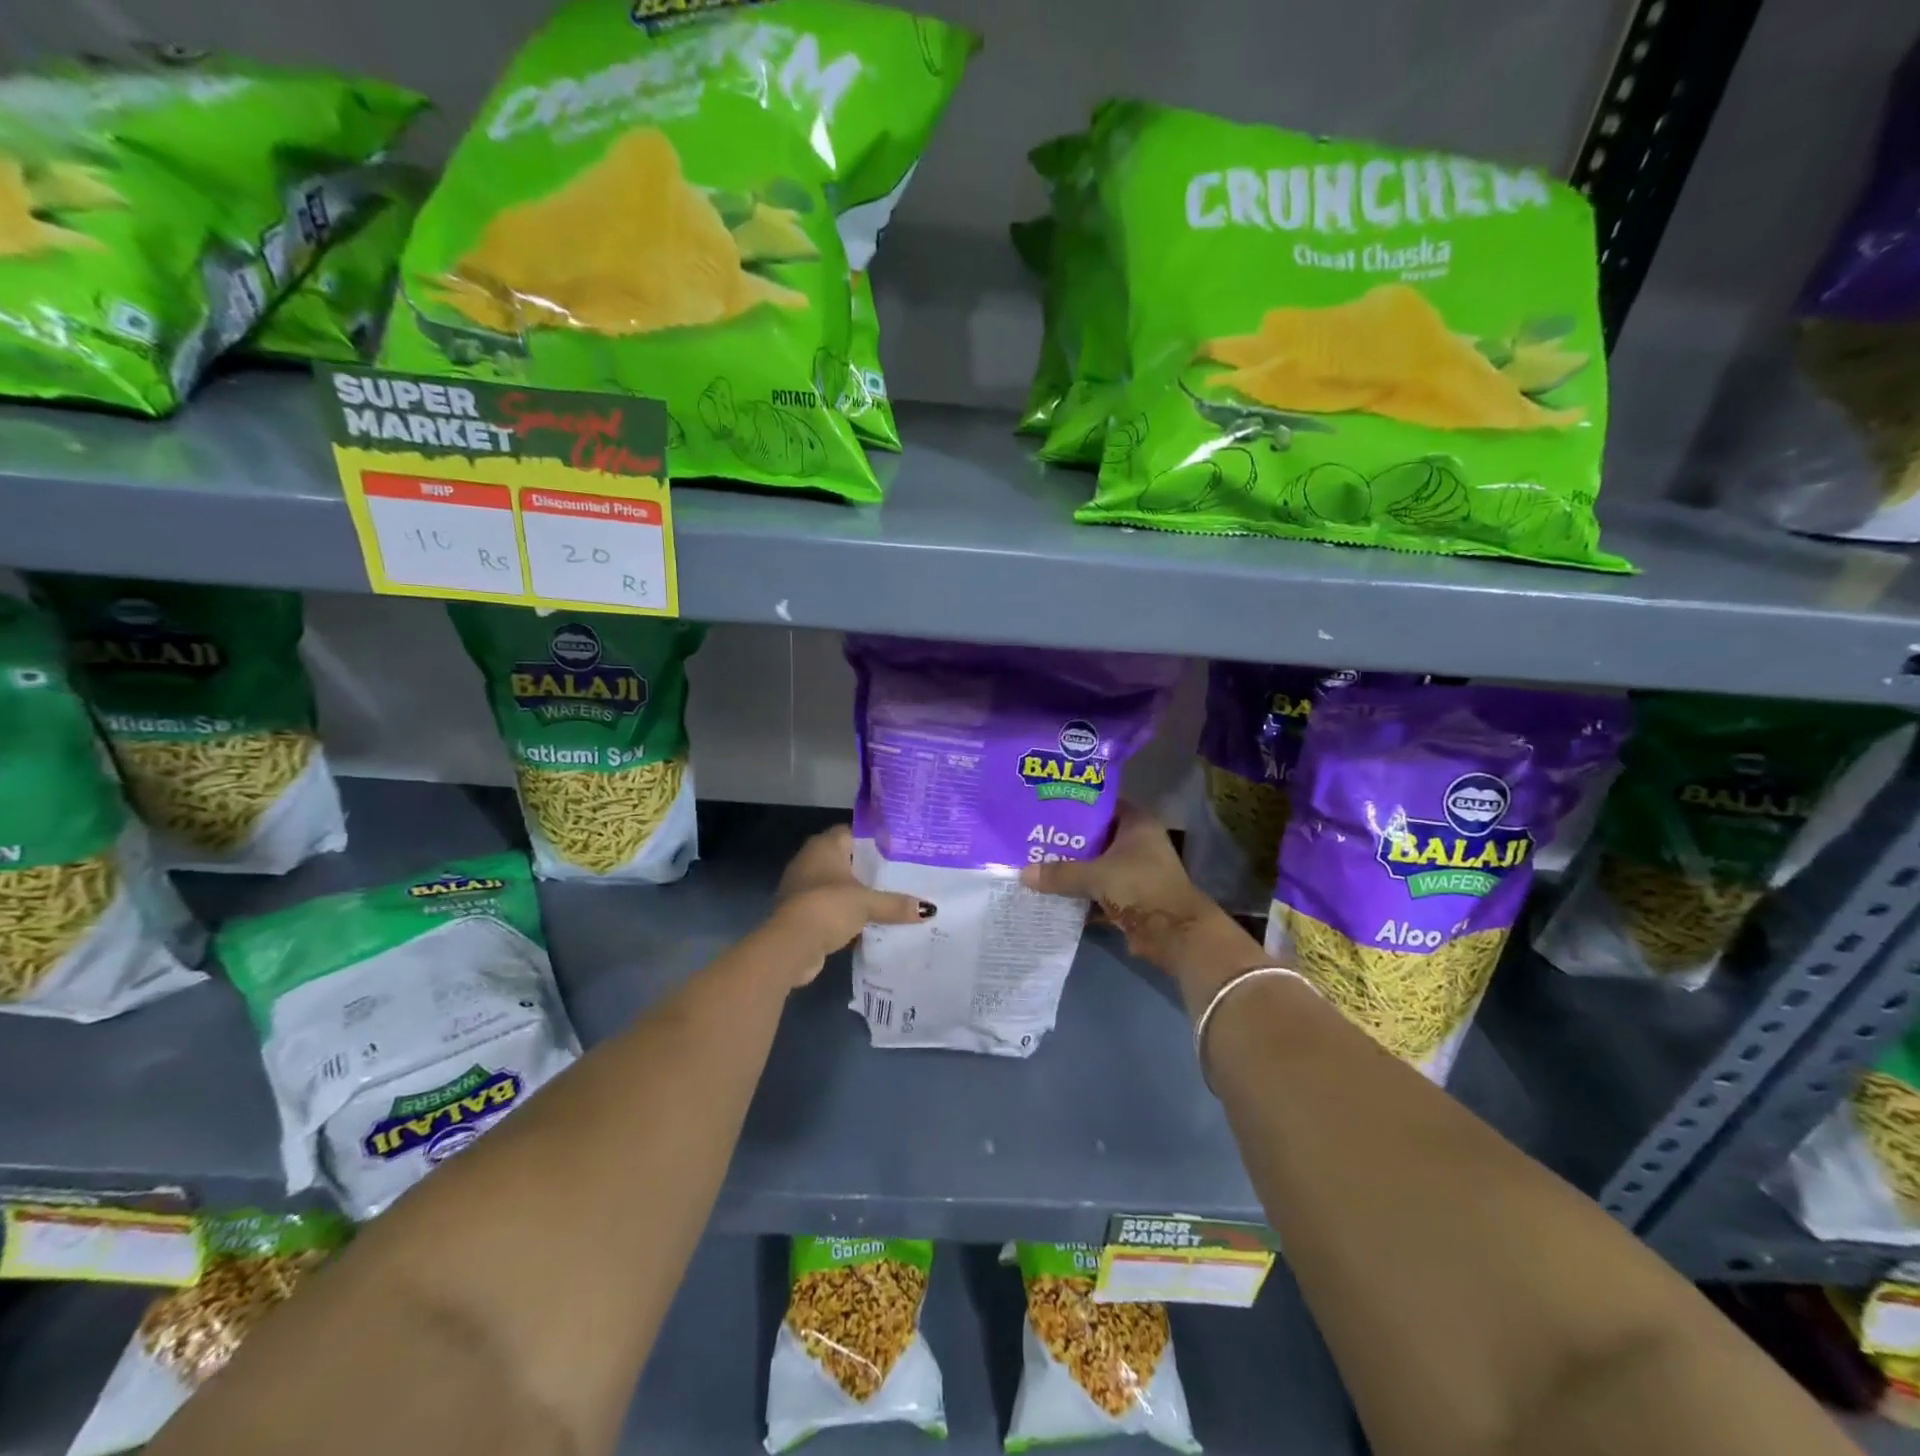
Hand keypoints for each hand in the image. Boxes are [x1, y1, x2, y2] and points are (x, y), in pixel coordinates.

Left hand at [767, 825, 933, 984]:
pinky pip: (832, 908)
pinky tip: (871, 924)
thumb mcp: (868, 903)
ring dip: (859, 895)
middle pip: (847, 861)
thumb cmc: (828, 907)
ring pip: (839, 887)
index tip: (899, 850)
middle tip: (902, 877)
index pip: (853, 833)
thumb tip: (930, 910)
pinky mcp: (802, 913)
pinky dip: (848, 915)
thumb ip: (896, 904)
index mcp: (824, 846)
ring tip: (892, 900)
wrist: (791, 945)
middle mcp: (810, 860)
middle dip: (871, 871)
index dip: (875, 840)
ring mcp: (803, 887)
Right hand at [1021, 803, 1265, 1000]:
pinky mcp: (1128, 894)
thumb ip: (1060, 873)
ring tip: (1035, 860)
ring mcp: (1133, 869)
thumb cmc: (1140, 888)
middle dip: (1067, 837)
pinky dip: (1079, 890)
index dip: (1076, 802)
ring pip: (1095, 862)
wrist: (1174, 933)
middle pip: (1095, 834)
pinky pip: (1097, 886)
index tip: (1047, 804)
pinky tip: (1051, 889)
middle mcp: (1137, 841)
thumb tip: (1023, 874)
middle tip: (1033, 833)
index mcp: (1136, 823)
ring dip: (1071, 866)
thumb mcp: (1096, 876)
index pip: (1102, 803)